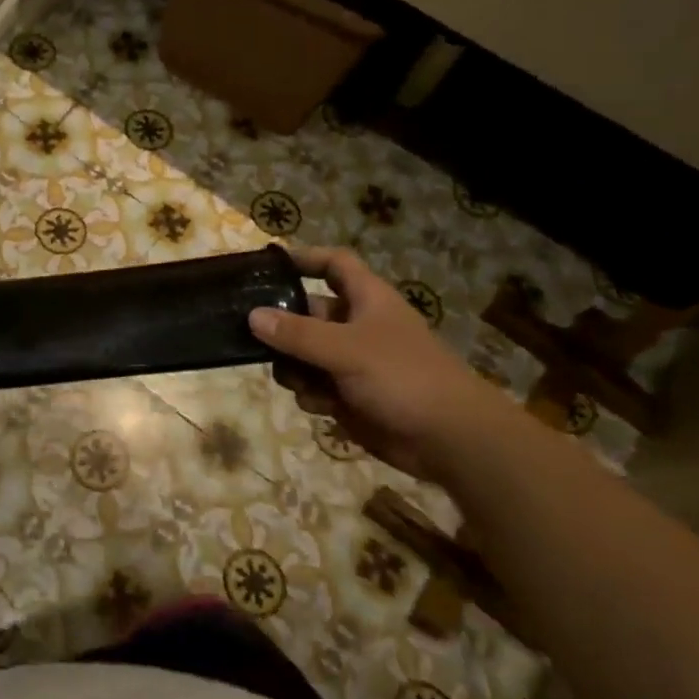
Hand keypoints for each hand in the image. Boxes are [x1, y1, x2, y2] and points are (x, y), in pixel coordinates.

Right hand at [248, 247, 511, 482]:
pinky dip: (311, 395)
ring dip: (293, 367)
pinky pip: (314, 387)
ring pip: (303, 354)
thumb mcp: (346, 349)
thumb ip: (297, 333)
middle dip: (282, 326)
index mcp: (367, 300)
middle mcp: (357, 326)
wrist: (449, 439)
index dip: (305, 259)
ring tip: (296, 379)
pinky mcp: (349, 395)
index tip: (268, 265)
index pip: (334, 264)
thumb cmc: (402, 378)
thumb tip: (253, 316)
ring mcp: (352, 363)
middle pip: (307, 313)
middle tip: (250, 334)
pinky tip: (321, 406)